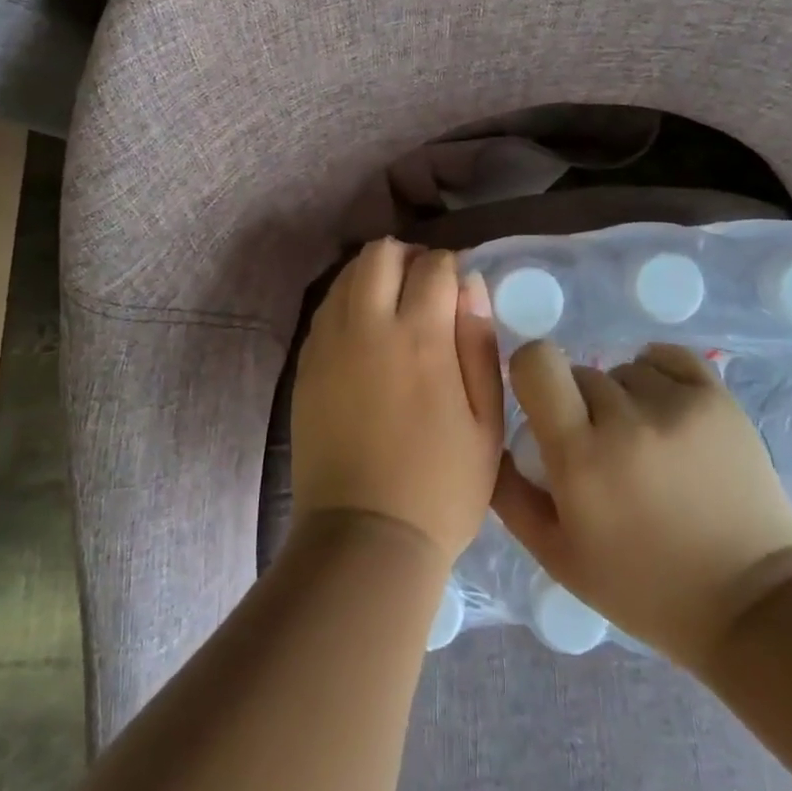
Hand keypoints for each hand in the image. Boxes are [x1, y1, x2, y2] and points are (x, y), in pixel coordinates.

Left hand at [290, 240, 504, 567]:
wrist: (365, 536)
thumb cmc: (441, 485)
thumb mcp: (485, 421)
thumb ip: (479, 344)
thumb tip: (472, 285)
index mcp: (420, 338)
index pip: (434, 265)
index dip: (452, 267)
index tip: (460, 289)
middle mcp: (368, 326)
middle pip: (379, 254)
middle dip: (407, 257)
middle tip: (425, 287)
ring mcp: (329, 344)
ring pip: (346, 276)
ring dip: (374, 276)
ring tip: (394, 307)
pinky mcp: (306, 365)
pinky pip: (326, 310)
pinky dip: (348, 303)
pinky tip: (365, 334)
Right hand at [493, 341, 791, 668]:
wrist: (751, 603)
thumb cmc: (645, 589)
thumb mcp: (559, 558)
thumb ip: (511, 496)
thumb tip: (494, 439)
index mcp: (581, 457)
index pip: (536, 363)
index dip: (531, 373)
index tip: (541, 401)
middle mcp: (626, 419)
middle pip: (580, 372)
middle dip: (580, 405)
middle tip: (602, 450)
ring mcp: (678, 404)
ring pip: (623, 369)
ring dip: (623, 397)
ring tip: (645, 442)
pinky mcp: (718, 398)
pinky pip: (666, 357)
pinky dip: (657, 375)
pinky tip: (665, 410)